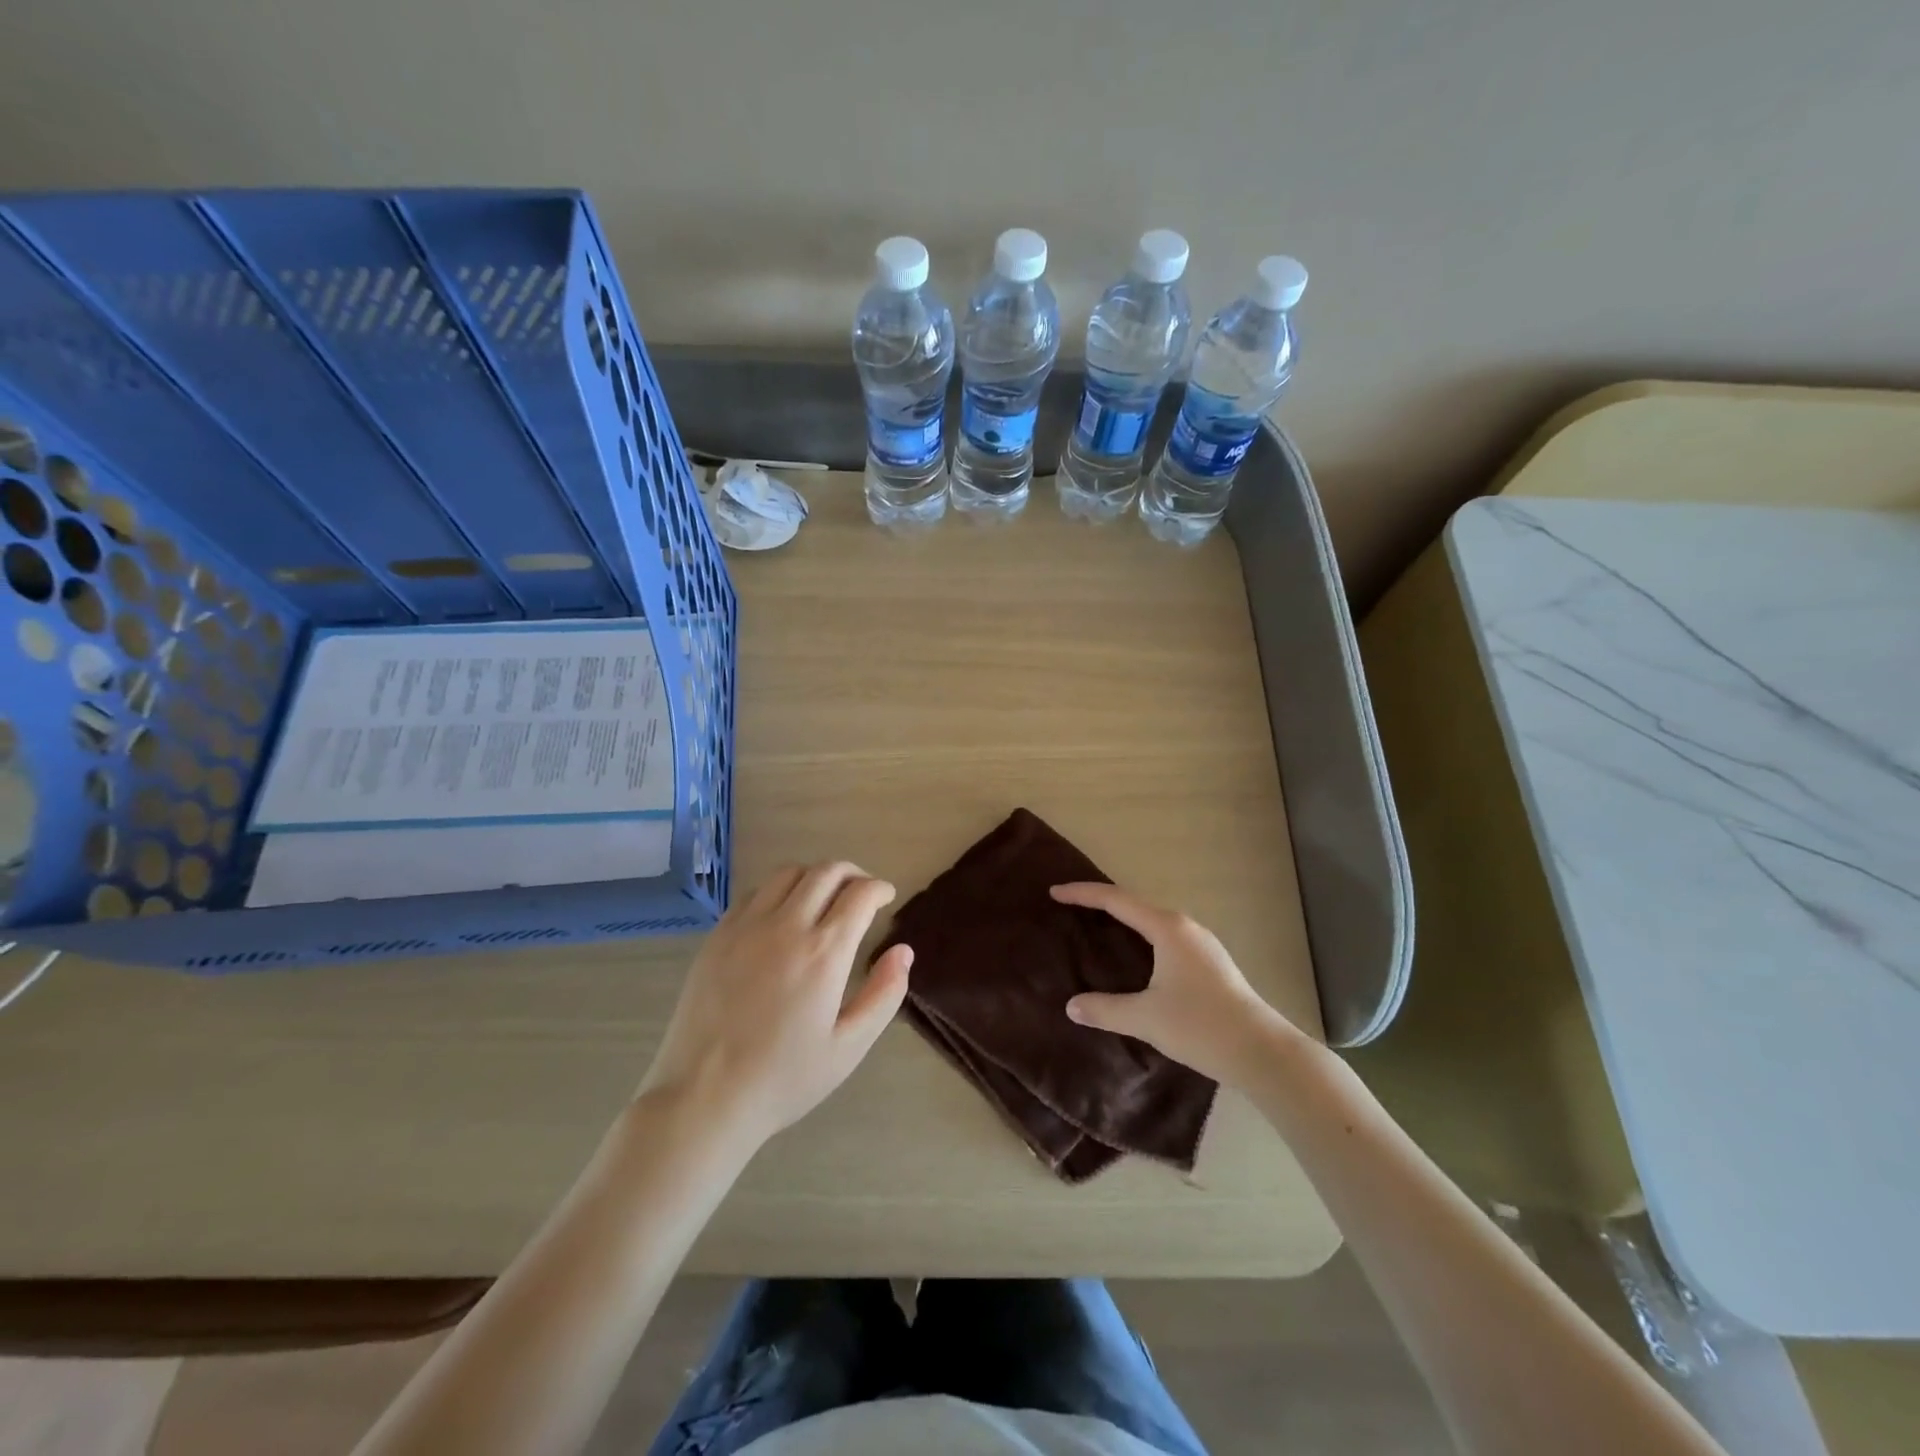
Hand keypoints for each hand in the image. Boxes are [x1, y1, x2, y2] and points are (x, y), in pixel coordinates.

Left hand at [640, 862, 912, 1148]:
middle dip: (853, 873)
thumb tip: (904, 951)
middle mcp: (786, 926)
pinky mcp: (718, 935)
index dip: (879, 888)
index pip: (860, 893)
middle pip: (826, 871)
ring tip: (824, 898)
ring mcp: (746, 927)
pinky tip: (782, 914)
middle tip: (861, 892)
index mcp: (824, 953)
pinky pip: (754, 892)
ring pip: (788, 872)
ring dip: (815, 876)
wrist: (703, 1097)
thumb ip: (884, 994)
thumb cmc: (784, 1078)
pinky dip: (779, 890)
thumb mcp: (849, 1047)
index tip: (886, 898)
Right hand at [1051, 882, 1298, 1085]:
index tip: (1054, 893)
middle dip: (1101, 904)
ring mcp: (1202, 944)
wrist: (1262, 1052)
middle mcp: (1185, 927)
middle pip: (1134, 906)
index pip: (1116, 901)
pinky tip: (1135, 959)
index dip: (1083, 894)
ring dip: (1124, 922)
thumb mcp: (1145, 1018)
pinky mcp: (1211, 963)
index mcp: (1167, 928)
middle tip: (1071, 908)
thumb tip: (1072, 1006)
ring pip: (1153, 922)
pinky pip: (1165, 938)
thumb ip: (1105, 1009)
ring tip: (1098, 929)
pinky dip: (1141, 938)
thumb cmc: (1200, 1025)